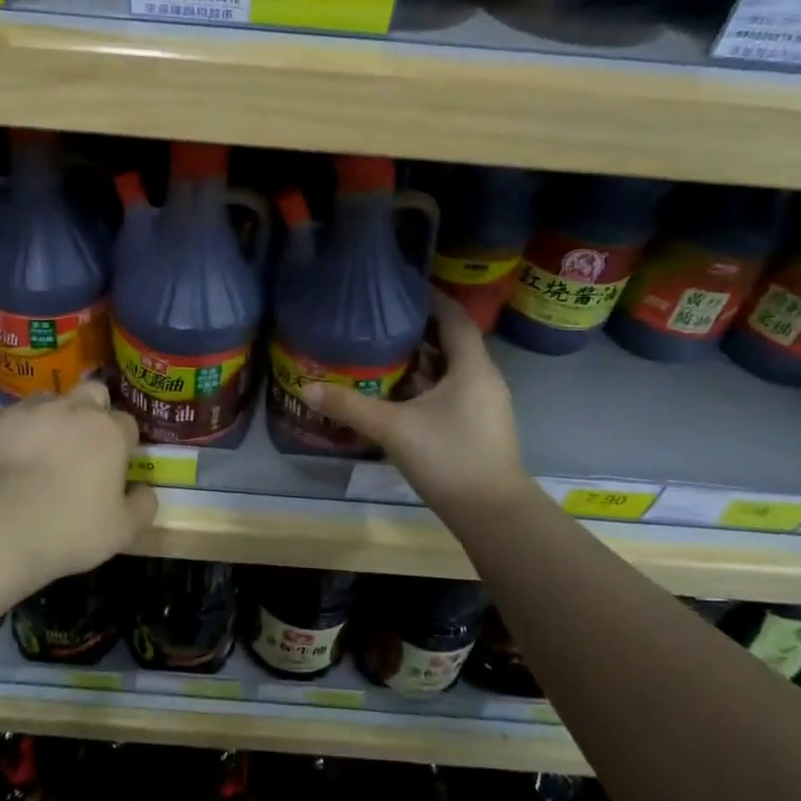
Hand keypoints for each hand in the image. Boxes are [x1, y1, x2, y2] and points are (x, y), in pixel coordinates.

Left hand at [0, 380, 157, 578]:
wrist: (1, 526)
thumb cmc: (70, 528)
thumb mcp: (122, 531)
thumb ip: (142, 506)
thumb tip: (145, 491)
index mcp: (110, 432)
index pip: (127, 424)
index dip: (124, 443)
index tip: (116, 465)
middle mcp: (75, 409)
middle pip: (93, 392)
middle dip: (93, 410)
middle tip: (84, 443)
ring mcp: (34, 410)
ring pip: (52, 399)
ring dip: (55, 416)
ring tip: (44, 448)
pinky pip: (16, 416)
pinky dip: (19, 430)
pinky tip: (12, 456)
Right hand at [305, 291, 531, 522]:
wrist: (493, 514)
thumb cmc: (448, 458)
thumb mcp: (393, 429)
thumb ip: (350, 407)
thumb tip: (308, 389)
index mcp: (472, 368)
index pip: (454, 318)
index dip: (432, 298)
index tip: (403, 286)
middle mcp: (484, 379)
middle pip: (453, 341)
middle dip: (420, 328)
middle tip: (382, 318)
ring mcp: (485, 404)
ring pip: (452, 368)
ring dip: (423, 358)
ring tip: (385, 350)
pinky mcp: (480, 425)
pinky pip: (453, 390)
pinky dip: (429, 383)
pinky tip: (400, 392)